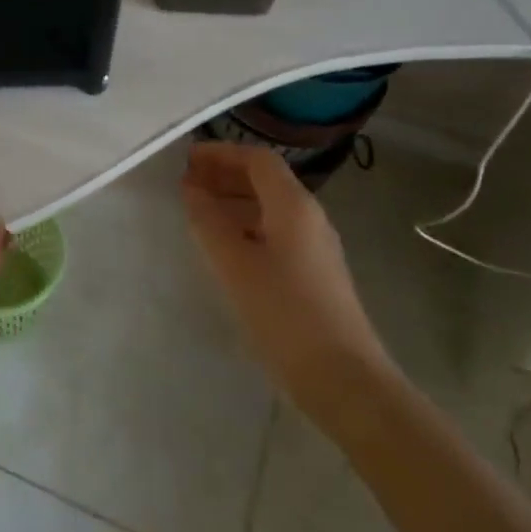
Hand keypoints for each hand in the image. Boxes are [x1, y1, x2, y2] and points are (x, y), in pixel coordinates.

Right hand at [181, 142, 390, 409]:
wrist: (343, 378)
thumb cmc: (284, 313)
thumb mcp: (234, 264)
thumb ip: (208, 220)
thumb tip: (191, 188)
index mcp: (293, 205)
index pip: (257, 159)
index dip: (221, 153)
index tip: (187, 160)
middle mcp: (309, 217)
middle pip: (266, 180)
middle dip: (225, 175)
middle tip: (187, 184)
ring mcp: (315, 247)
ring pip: (270, 208)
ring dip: (234, 201)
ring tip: (199, 213)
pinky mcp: (315, 274)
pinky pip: (275, 232)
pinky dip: (246, 227)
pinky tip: (226, 248)